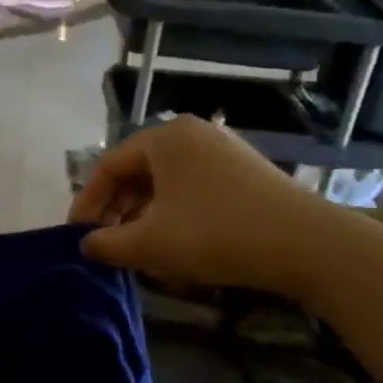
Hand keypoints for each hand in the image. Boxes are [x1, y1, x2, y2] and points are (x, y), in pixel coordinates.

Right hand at [70, 116, 347, 296]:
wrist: (305, 244)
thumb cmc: (215, 235)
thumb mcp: (150, 244)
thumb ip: (107, 244)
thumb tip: (86, 245)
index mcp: (165, 138)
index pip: (109, 166)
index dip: (87, 203)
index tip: (78, 236)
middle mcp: (192, 134)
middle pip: (137, 171)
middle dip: (116, 210)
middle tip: (106, 243)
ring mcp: (222, 150)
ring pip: (164, 182)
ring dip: (142, 214)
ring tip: (136, 248)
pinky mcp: (244, 172)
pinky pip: (191, 187)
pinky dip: (172, 212)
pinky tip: (173, 242)